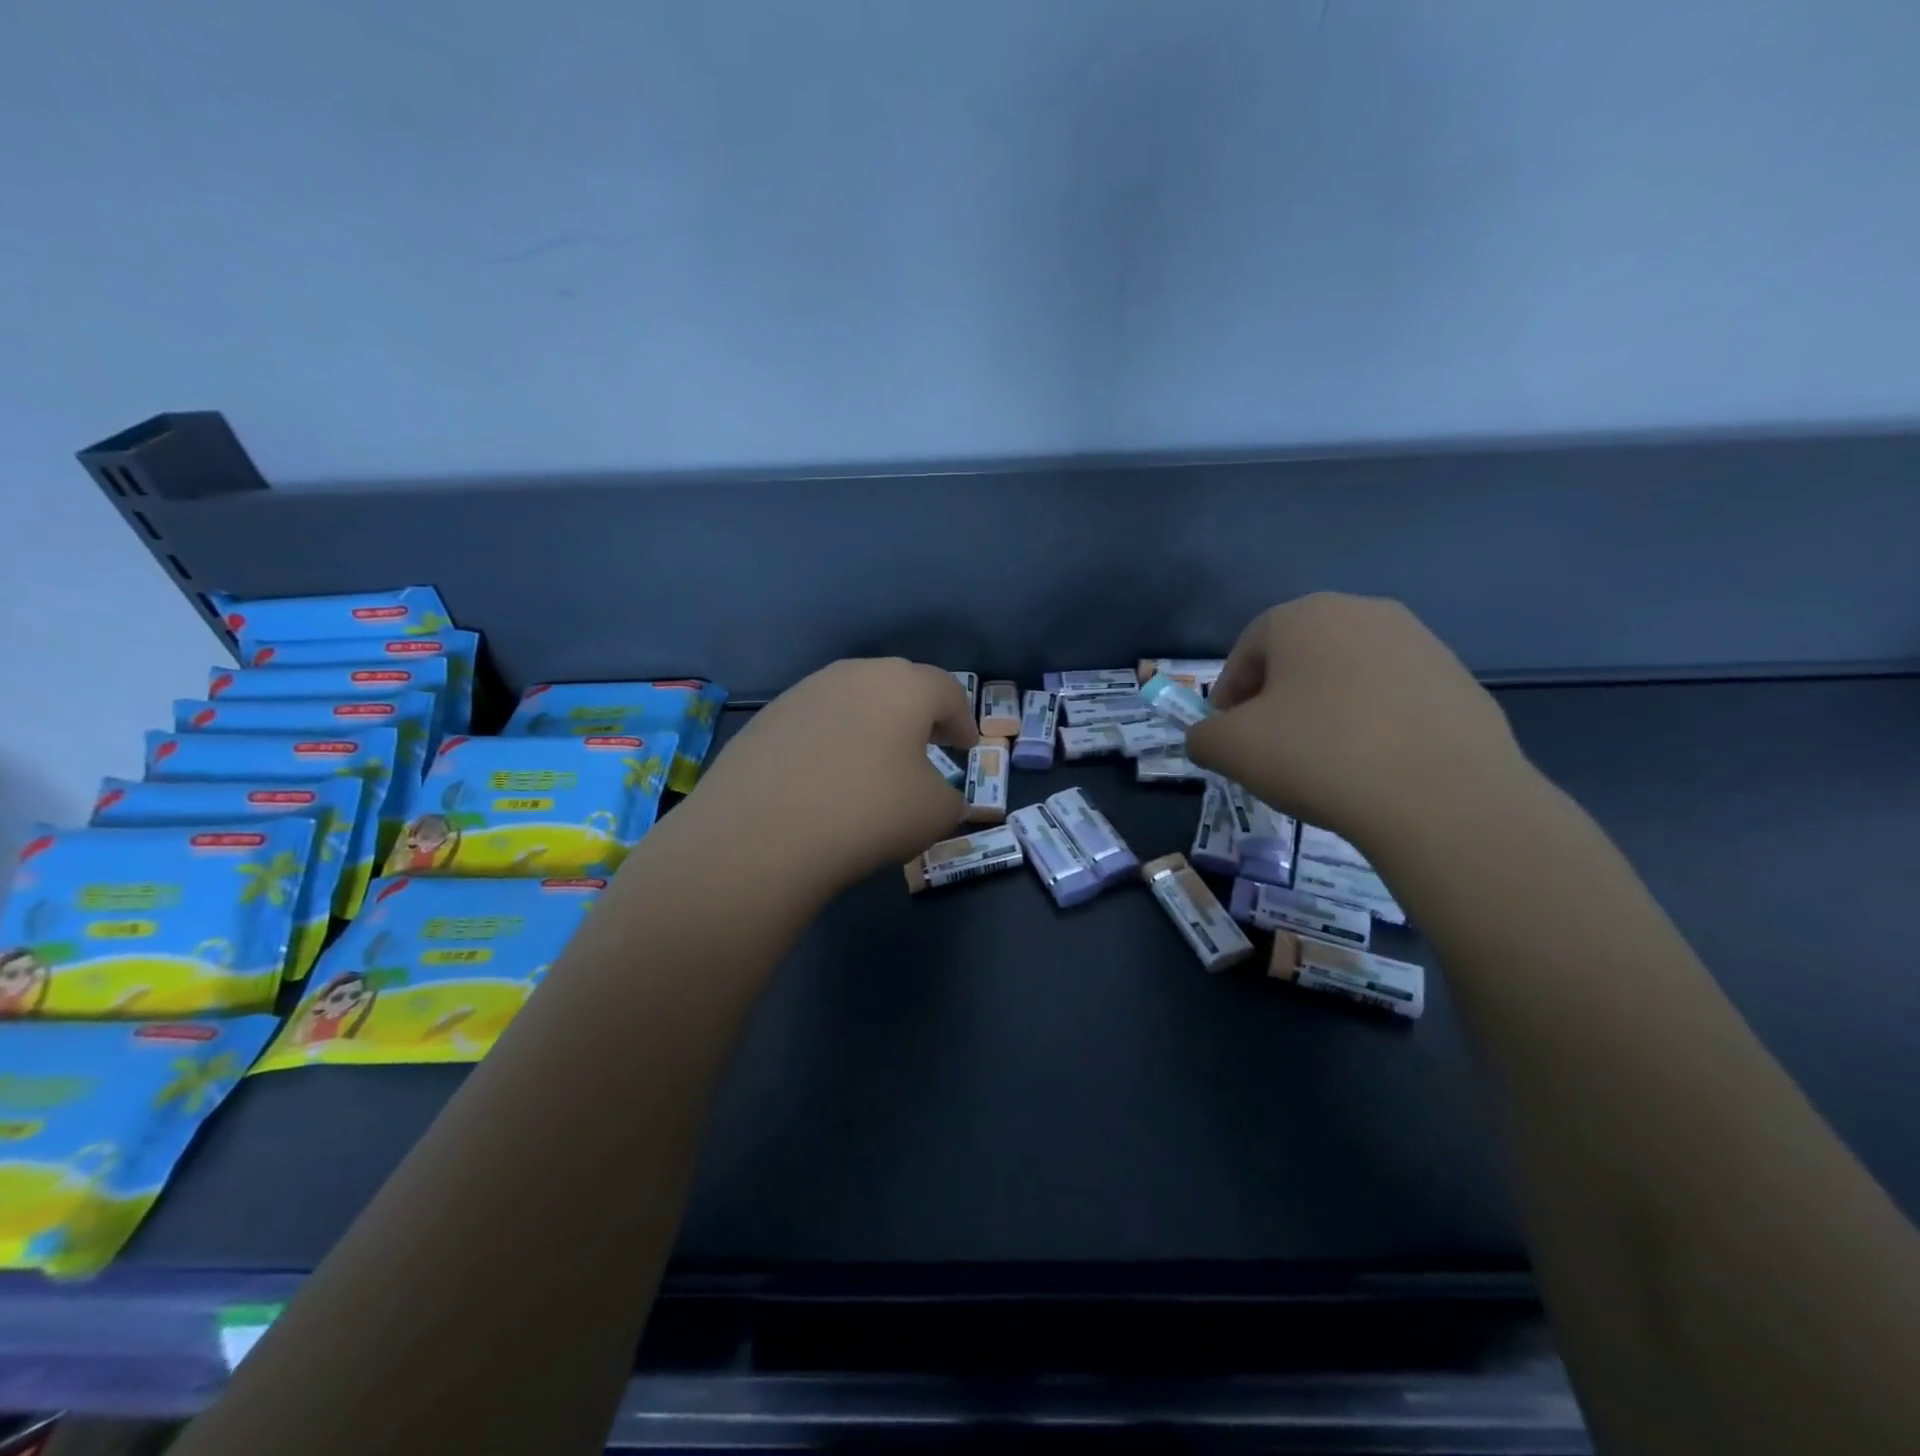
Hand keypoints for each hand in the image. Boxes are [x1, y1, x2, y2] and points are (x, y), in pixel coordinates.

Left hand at [686, 658, 978, 895]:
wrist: (762, 833)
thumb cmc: (869, 812)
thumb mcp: (935, 814)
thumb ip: (951, 798)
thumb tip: (941, 797)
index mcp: (905, 686)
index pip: (948, 692)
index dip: (963, 721)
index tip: (966, 748)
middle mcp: (854, 674)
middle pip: (898, 686)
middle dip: (918, 715)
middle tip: (927, 746)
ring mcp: (805, 692)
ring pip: (853, 700)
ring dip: (871, 725)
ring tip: (874, 762)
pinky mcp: (766, 718)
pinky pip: (816, 723)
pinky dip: (832, 742)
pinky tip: (826, 777)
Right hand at [1185, 594, 1528, 848]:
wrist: (1443, 797)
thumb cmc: (1318, 755)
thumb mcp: (1229, 749)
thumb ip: (1202, 736)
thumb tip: (1210, 738)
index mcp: (1305, 616)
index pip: (1247, 649)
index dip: (1228, 694)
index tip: (1227, 735)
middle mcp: (1364, 613)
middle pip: (1299, 657)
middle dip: (1277, 699)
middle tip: (1270, 747)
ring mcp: (1421, 643)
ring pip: (1348, 676)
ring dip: (1326, 710)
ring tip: (1324, 761)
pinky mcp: (1460, 682)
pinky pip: (1394, 699)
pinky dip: (1373, 724)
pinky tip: (1373, 767)